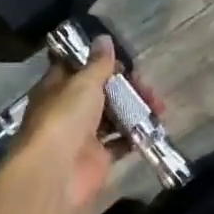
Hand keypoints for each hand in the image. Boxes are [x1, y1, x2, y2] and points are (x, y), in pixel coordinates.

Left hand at [6, 38, 162, 213]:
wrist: (54, 174)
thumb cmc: (63, 119)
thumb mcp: (82, 84)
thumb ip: (98, 64)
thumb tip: (104, 38)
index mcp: (57, 87)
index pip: (80, 67)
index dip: (102, 62)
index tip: (126, 61)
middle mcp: (69, 109)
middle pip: (101, 92)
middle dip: (127, 87)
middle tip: (148, 88)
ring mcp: (83, 134)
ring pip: (113, 116)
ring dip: (135, 109)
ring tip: (159, 106)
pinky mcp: (98, 158)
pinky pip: (121, 142)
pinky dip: (136, 135)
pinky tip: (154, 127)